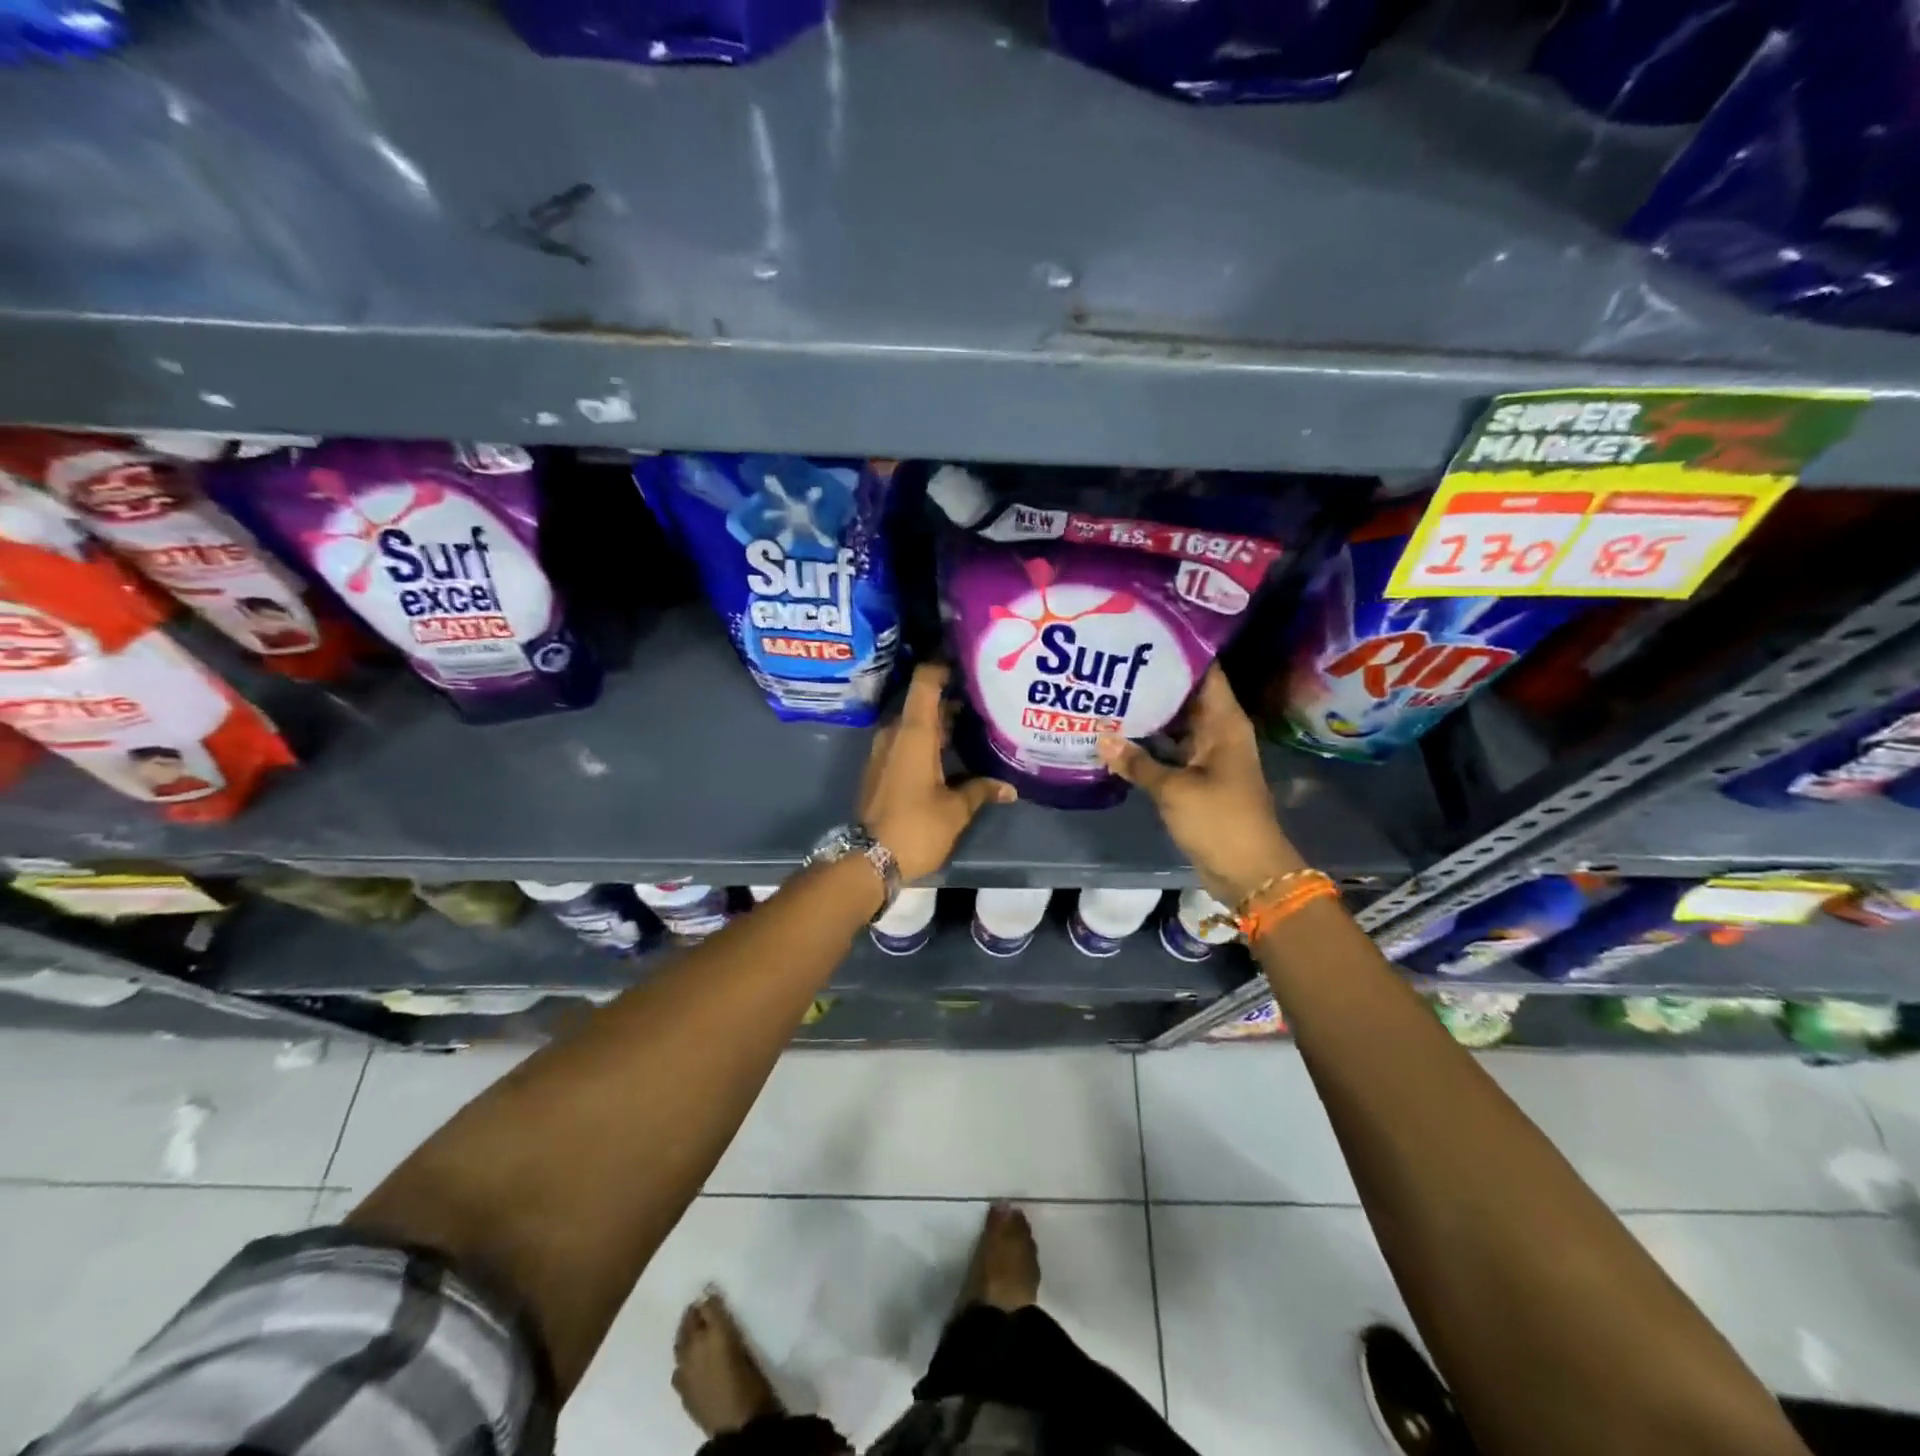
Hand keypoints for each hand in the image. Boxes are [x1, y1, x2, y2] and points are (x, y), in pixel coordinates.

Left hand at [860, 663, 1015, 881]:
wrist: (868, 860)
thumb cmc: (915, 827)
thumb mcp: (955, 810)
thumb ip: (981, 790)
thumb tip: (1009, 788)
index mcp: (914, 734)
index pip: (926, 682)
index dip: (944, 664)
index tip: (968, 657)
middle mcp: (895, 734)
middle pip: (923, 702)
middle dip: (952, 696)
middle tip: (985, 693)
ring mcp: (884, 752)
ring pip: (915, 724)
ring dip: (941, 720)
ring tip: (975, 720)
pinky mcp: (881, 769)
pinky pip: (907, 741)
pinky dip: (929, 739)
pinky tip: (953, 750)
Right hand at [1097, 666, 1305, 906]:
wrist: (1248, 871)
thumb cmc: (1219, 819)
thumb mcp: (1173, 788)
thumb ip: (1136, 761)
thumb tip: (1100, 736)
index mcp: (1224, 722)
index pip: (1205, 672)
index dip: (1178, 651)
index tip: (1144, 635)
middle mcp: (1217, 731)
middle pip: (1185, 696)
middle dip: (1152, 682)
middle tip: (1111, 664)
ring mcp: (1207, 756)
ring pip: (1174, 725)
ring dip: (1147, 715)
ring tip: (1107, 693)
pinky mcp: (1197, 778)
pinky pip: (1170, 751)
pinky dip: (1148, 745)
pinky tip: (1117, 736)